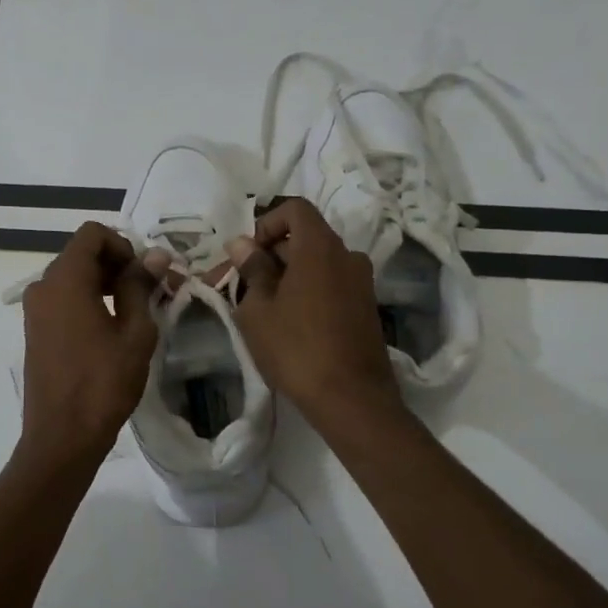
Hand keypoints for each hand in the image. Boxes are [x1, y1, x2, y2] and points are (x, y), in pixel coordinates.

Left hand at [17, 222, 159, 471]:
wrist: (62, 436)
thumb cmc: (103, 383)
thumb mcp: (134, 332)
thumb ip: (141, 286)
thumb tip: (156, 255)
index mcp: (64, 280)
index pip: (92, 234)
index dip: (123, 245)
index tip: (144, 276)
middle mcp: (42, 286)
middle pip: (81, 253)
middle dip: (117, 264)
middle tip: (148, 293)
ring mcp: (35, 310)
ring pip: (73, 277)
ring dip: (104, 283)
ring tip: (134, 313)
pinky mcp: (35, 330)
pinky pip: (63, 299)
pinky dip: (88, 300)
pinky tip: (110, 330)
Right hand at [229, 198, 403, 431]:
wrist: (351, 398)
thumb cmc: (296, 348)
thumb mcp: (258, 310)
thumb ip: (251, 270)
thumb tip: (241, 244)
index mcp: (320, 247)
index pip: (295, 209)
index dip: (267, 223)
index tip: (249, 254)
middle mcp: (347, 256)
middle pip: (306, 237)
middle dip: (272, 254)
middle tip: (245, 285)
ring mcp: (362, 282)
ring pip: (318, 263)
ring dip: (289, 275)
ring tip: (264, 308)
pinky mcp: (366, 308)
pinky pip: (332, 284)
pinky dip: (309, 291)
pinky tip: (290, 323)